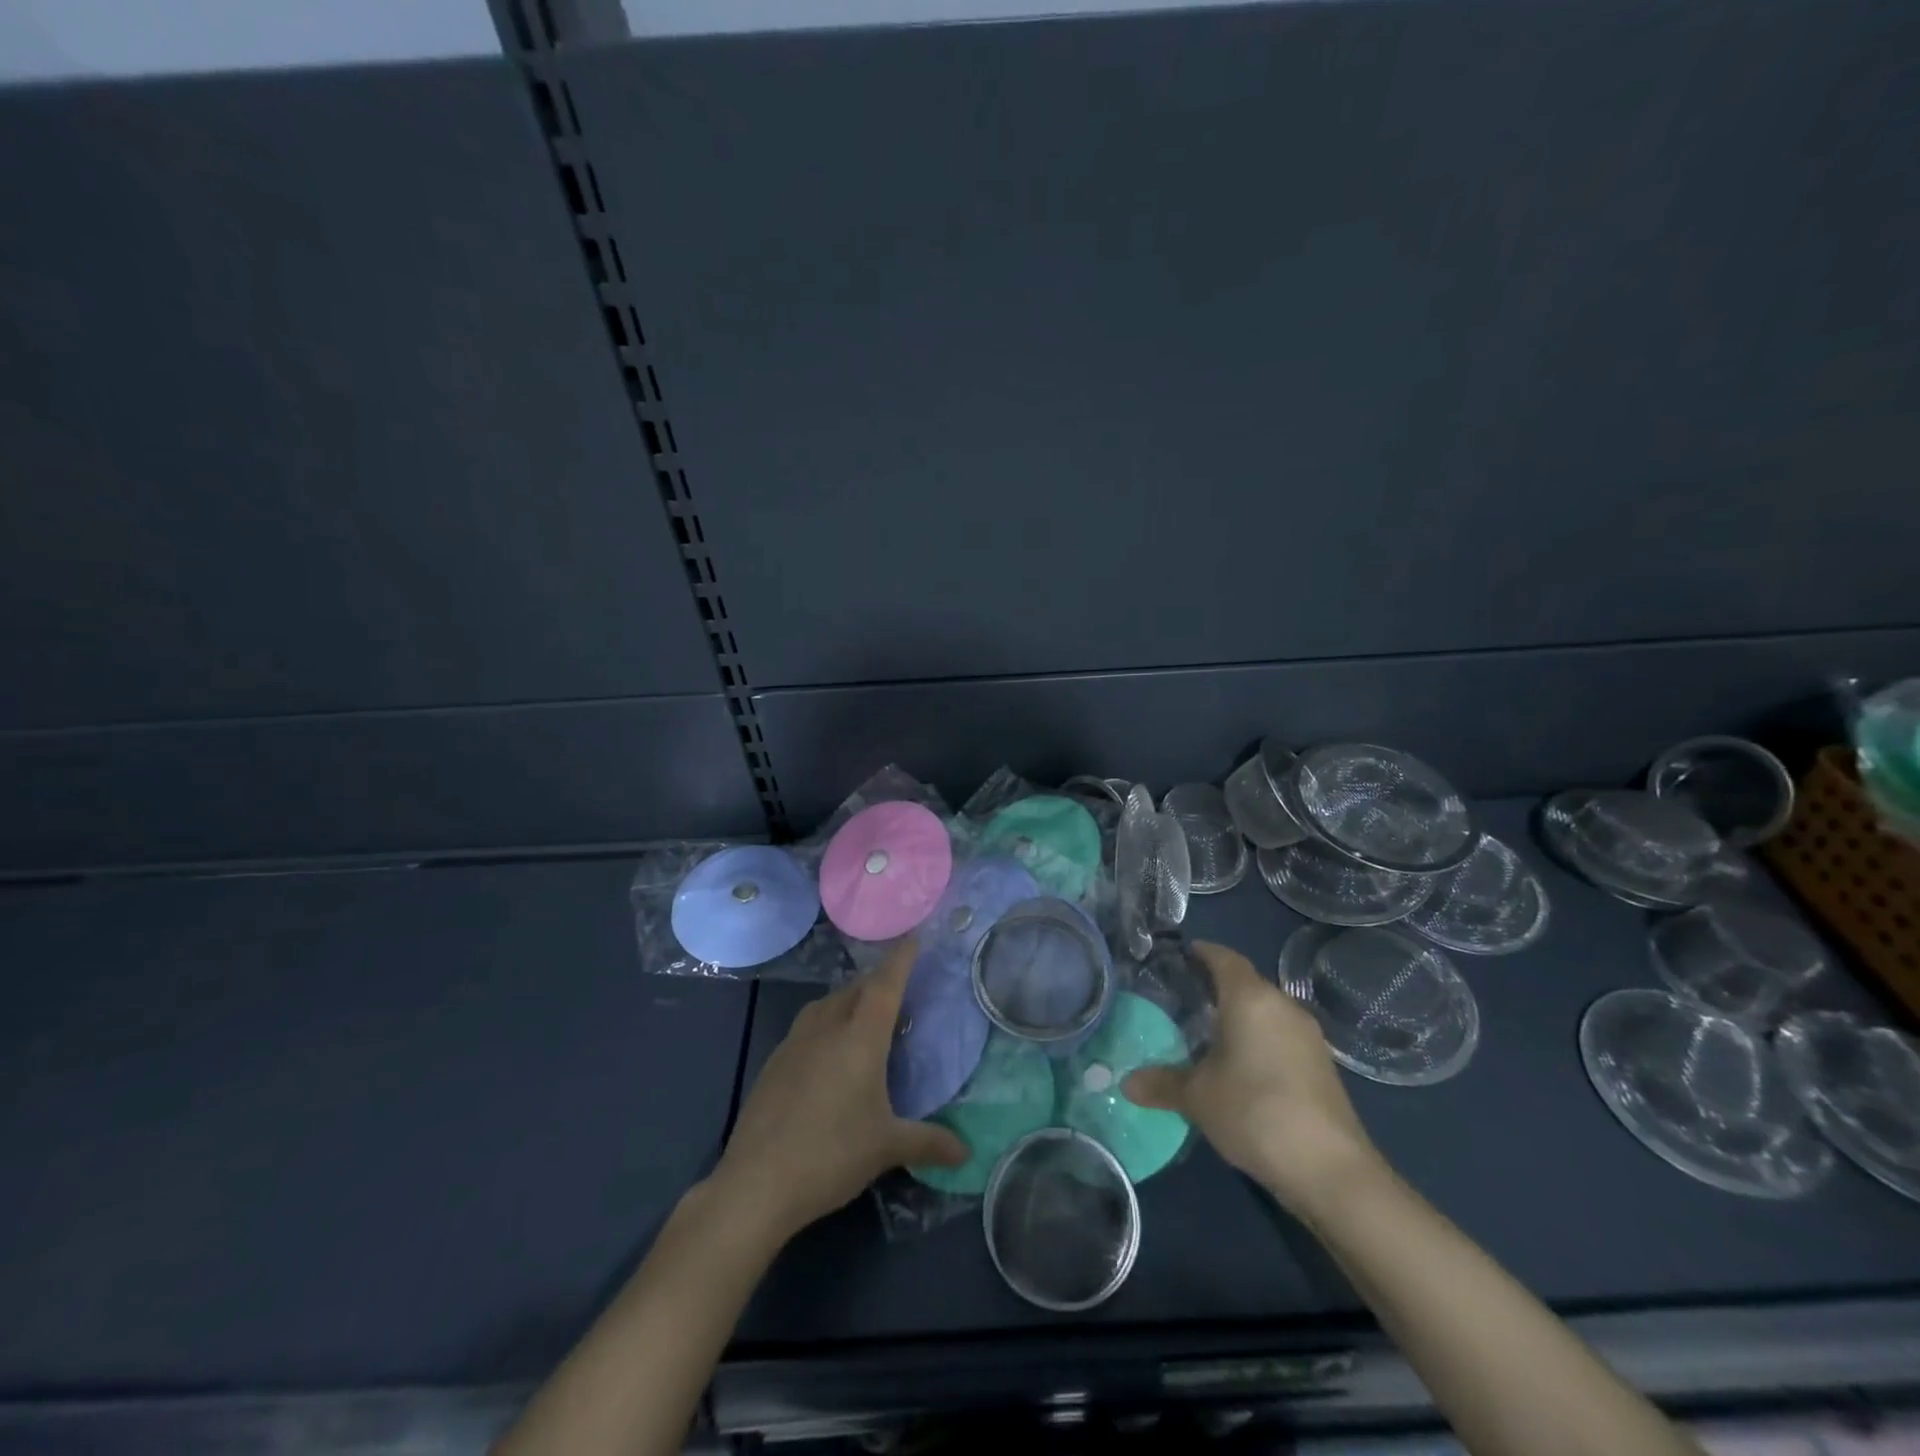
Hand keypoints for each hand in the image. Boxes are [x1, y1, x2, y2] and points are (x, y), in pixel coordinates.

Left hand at [709, 938, 966, 1244]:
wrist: (755, 1183)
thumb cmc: (831, 1155)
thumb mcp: (887, 1148)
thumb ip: (929, 1143)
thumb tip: (965, 1152)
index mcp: (860, 1037)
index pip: (886, 985)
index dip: (902, 959)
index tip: (914, 937)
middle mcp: (827, 1027)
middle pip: (856, 989)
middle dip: (878, 982)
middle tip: (898, 989)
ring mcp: (794, 1042)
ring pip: (827, 1004)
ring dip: (848, 1000)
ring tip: (864, 1017)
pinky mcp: (773, 1062)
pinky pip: (807, 1026)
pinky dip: (825, 1023)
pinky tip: (828, 1053)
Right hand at [1124, 941, 1384, 1218]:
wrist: (1331, 1169)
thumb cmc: (1255, 1111)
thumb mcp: (1198, 1097)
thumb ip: (1162, 1083)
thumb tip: (1127, 1083)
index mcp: (1250, 998)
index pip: (1225, 958)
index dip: (1203, 952)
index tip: (1183, 954)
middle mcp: (1283, 1006)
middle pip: (1247, 983)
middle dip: (1219, 986)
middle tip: (1186, 997)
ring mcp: (1308, 1036)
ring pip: (1267, 1011)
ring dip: (1242, 1016)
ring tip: (1210, 1032)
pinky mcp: (1322, 1066)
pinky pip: (1282, 1036)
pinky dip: (1260, 1039)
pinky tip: (1243, 1065)